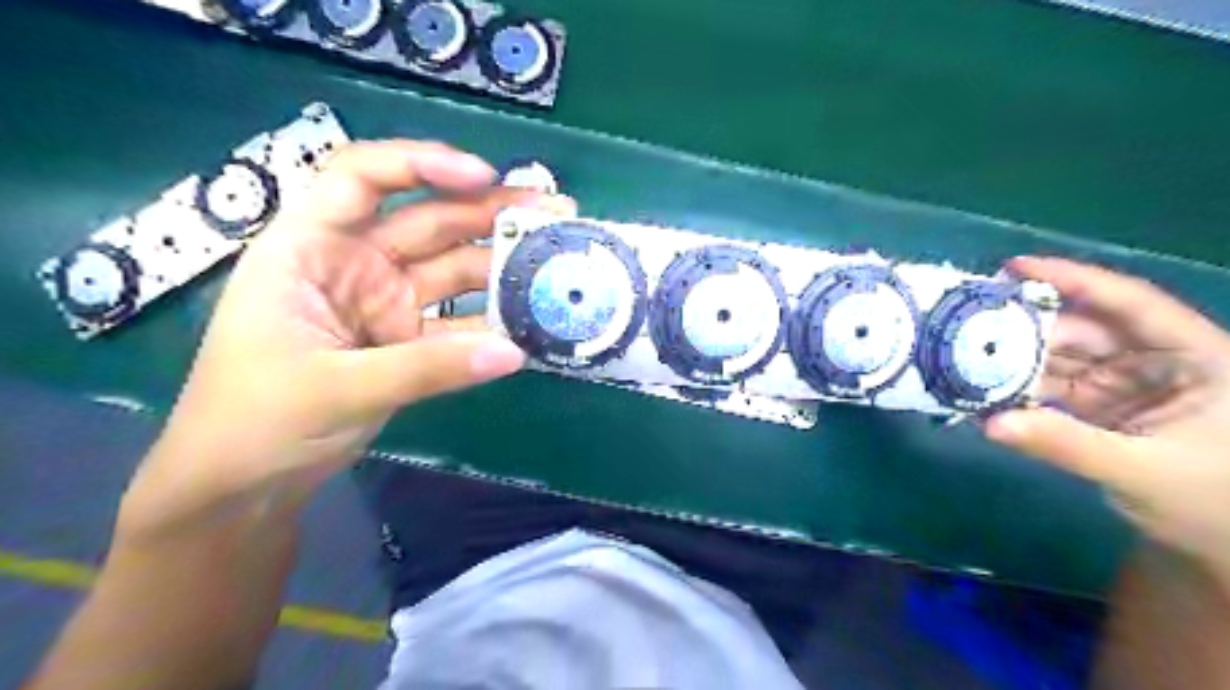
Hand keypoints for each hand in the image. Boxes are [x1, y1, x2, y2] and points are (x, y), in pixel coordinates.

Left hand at [122, 140, 573, 525]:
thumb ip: (428, 369)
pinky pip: (459, 320)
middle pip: (427, 220)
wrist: (244, 485)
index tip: (484, 177)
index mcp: (310, 248)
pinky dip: (494, 320)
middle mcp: (353, 264)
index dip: (421, 164)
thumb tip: (514, 352)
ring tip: (557, 260)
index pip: (361, 178)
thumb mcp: (337, 388)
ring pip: (452, 269)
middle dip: (489, 212)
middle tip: (552, 211)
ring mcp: (386, 303)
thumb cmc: (255, 421)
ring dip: (502, 264)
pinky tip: (532, 316)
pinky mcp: (408, 340)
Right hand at [988, 258, 1228, 580]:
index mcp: (1196, 357)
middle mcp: (1157, 360)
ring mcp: (1127, 384)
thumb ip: (1067, 444)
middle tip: (966, 326)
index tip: (1014, 267)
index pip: (1131, 303)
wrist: (1224, 548)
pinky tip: (984, 390)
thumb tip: (991, 423)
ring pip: (1061, 359)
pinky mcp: (1102, 407)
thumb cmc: (1215, 506)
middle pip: (1083, 330)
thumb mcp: (1143, 473)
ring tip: (963, 357)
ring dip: (1015, 361)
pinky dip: (1020, 390)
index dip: (1074, 279)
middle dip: (1026, 328)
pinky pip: (1053, 389)